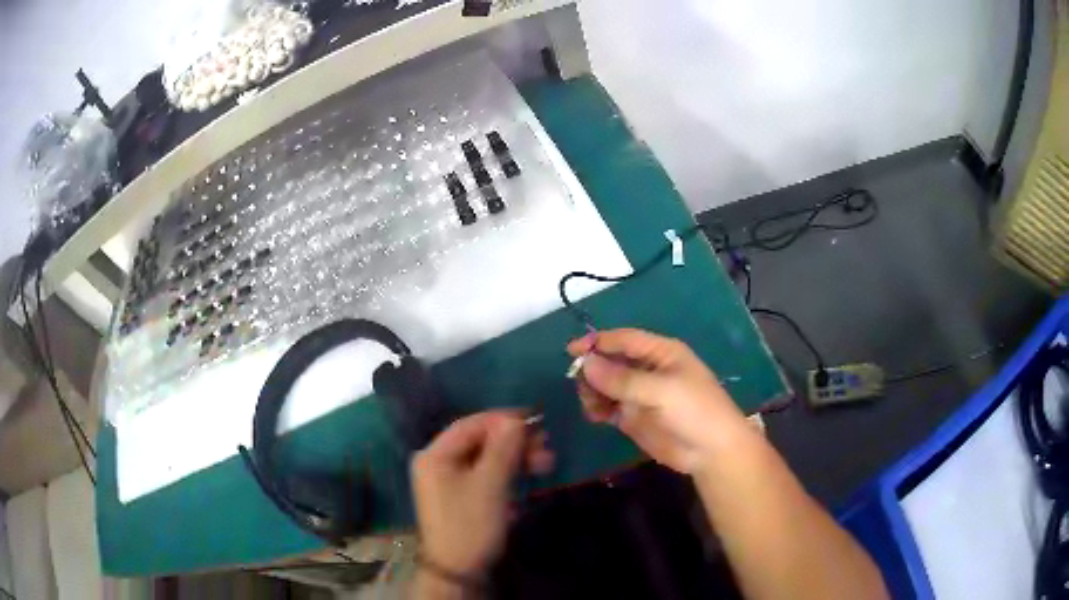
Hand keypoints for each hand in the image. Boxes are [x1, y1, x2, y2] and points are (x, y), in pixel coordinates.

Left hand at [411, 411, 553, 578]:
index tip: (536, 421)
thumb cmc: (470, 524)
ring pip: (485, 458)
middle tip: (546, 447)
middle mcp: (437, 462)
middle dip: (514, 442)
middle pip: (479, 441)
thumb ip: (503, 448)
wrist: (458, 571)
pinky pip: (485, 475)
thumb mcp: (490, 484)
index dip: (504, 419)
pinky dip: (507, 474)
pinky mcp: (461, 496)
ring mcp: (448, 481)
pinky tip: (527, 478)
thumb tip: (517, 418)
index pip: (471, 424)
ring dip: (515, 458)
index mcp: (435, 455)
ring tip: (546, 464)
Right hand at [568, 329, 751, 474]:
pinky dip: (597, 408)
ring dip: (593, 390)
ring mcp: (639, 394)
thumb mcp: (661, 391)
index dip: (598, 342)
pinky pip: (608, 406)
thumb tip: (586, 364)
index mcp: (660, 353)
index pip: (623, 340)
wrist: (711, 451)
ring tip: (591, 405)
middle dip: (593, 369)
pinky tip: (595, 416)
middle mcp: (647, 369)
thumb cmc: (694, 411)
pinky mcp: (633, 417)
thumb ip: (623, 379)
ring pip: (605, 385)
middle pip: (611, 361)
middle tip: (580, 385)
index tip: (571, 351)